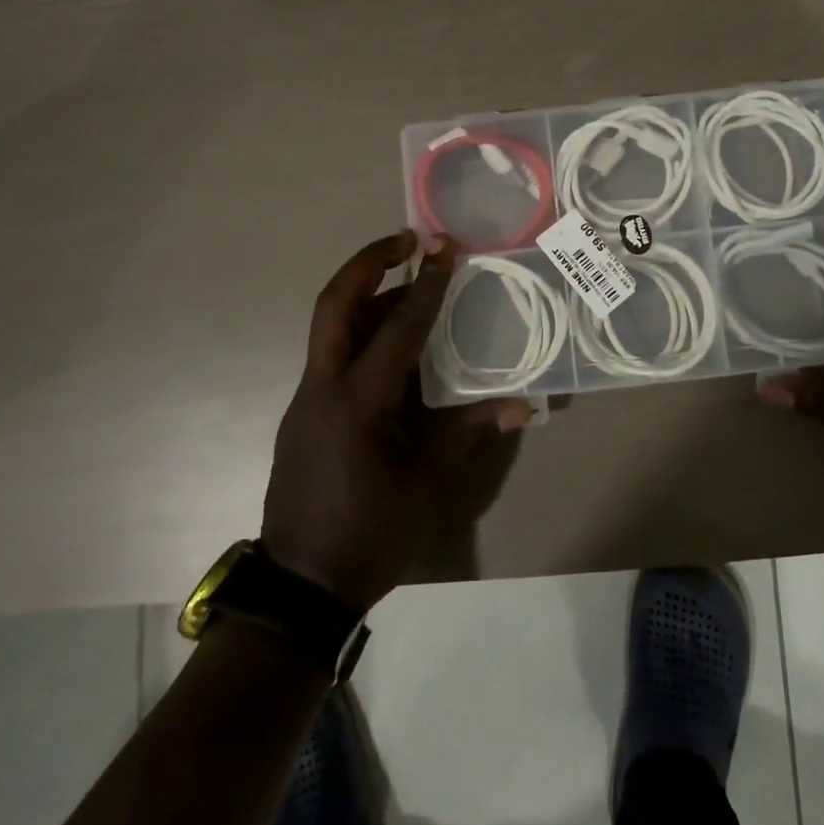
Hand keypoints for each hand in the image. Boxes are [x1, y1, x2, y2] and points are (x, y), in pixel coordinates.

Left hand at [263, 230, 532, 609]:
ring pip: (330, 326)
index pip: (398, 328)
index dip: (426, 285)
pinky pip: (332, 355)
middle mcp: (323, 388)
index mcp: (357, 403)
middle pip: (335, 304)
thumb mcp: (428, 485)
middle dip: (368, 262)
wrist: (301, 585)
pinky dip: (360, 332)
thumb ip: (468, 432)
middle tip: (407, 240)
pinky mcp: (304, 413)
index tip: (444, 246)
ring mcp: (307, 399)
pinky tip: (392, 343)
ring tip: (410, 284)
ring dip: (366, 296)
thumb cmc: (370, 535)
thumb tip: (522, 404)